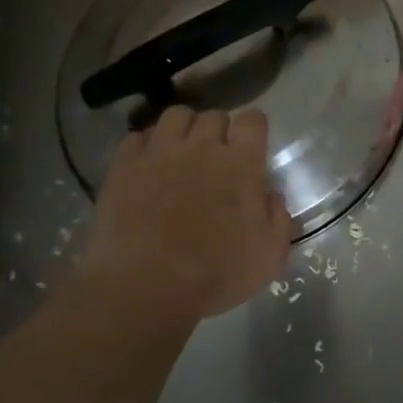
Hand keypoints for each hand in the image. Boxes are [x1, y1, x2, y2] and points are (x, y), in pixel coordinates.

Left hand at [82, 106, 290, 319]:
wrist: (145, 287)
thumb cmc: (215, 276)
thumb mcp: (268, 257)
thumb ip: (277, 219)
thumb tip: (271, 196)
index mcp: (241, 164)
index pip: (252, 120)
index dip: (253, 128)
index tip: (251, 145)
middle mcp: (201, 147)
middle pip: (214, 116)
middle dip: (218, 131)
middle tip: (215, 158)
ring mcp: (160, 152)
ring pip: (175, 115)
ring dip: (183, 129)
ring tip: (180, 152)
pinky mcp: (125, 165)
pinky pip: (137, 136)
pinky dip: (146, 145)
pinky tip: (147, 166)